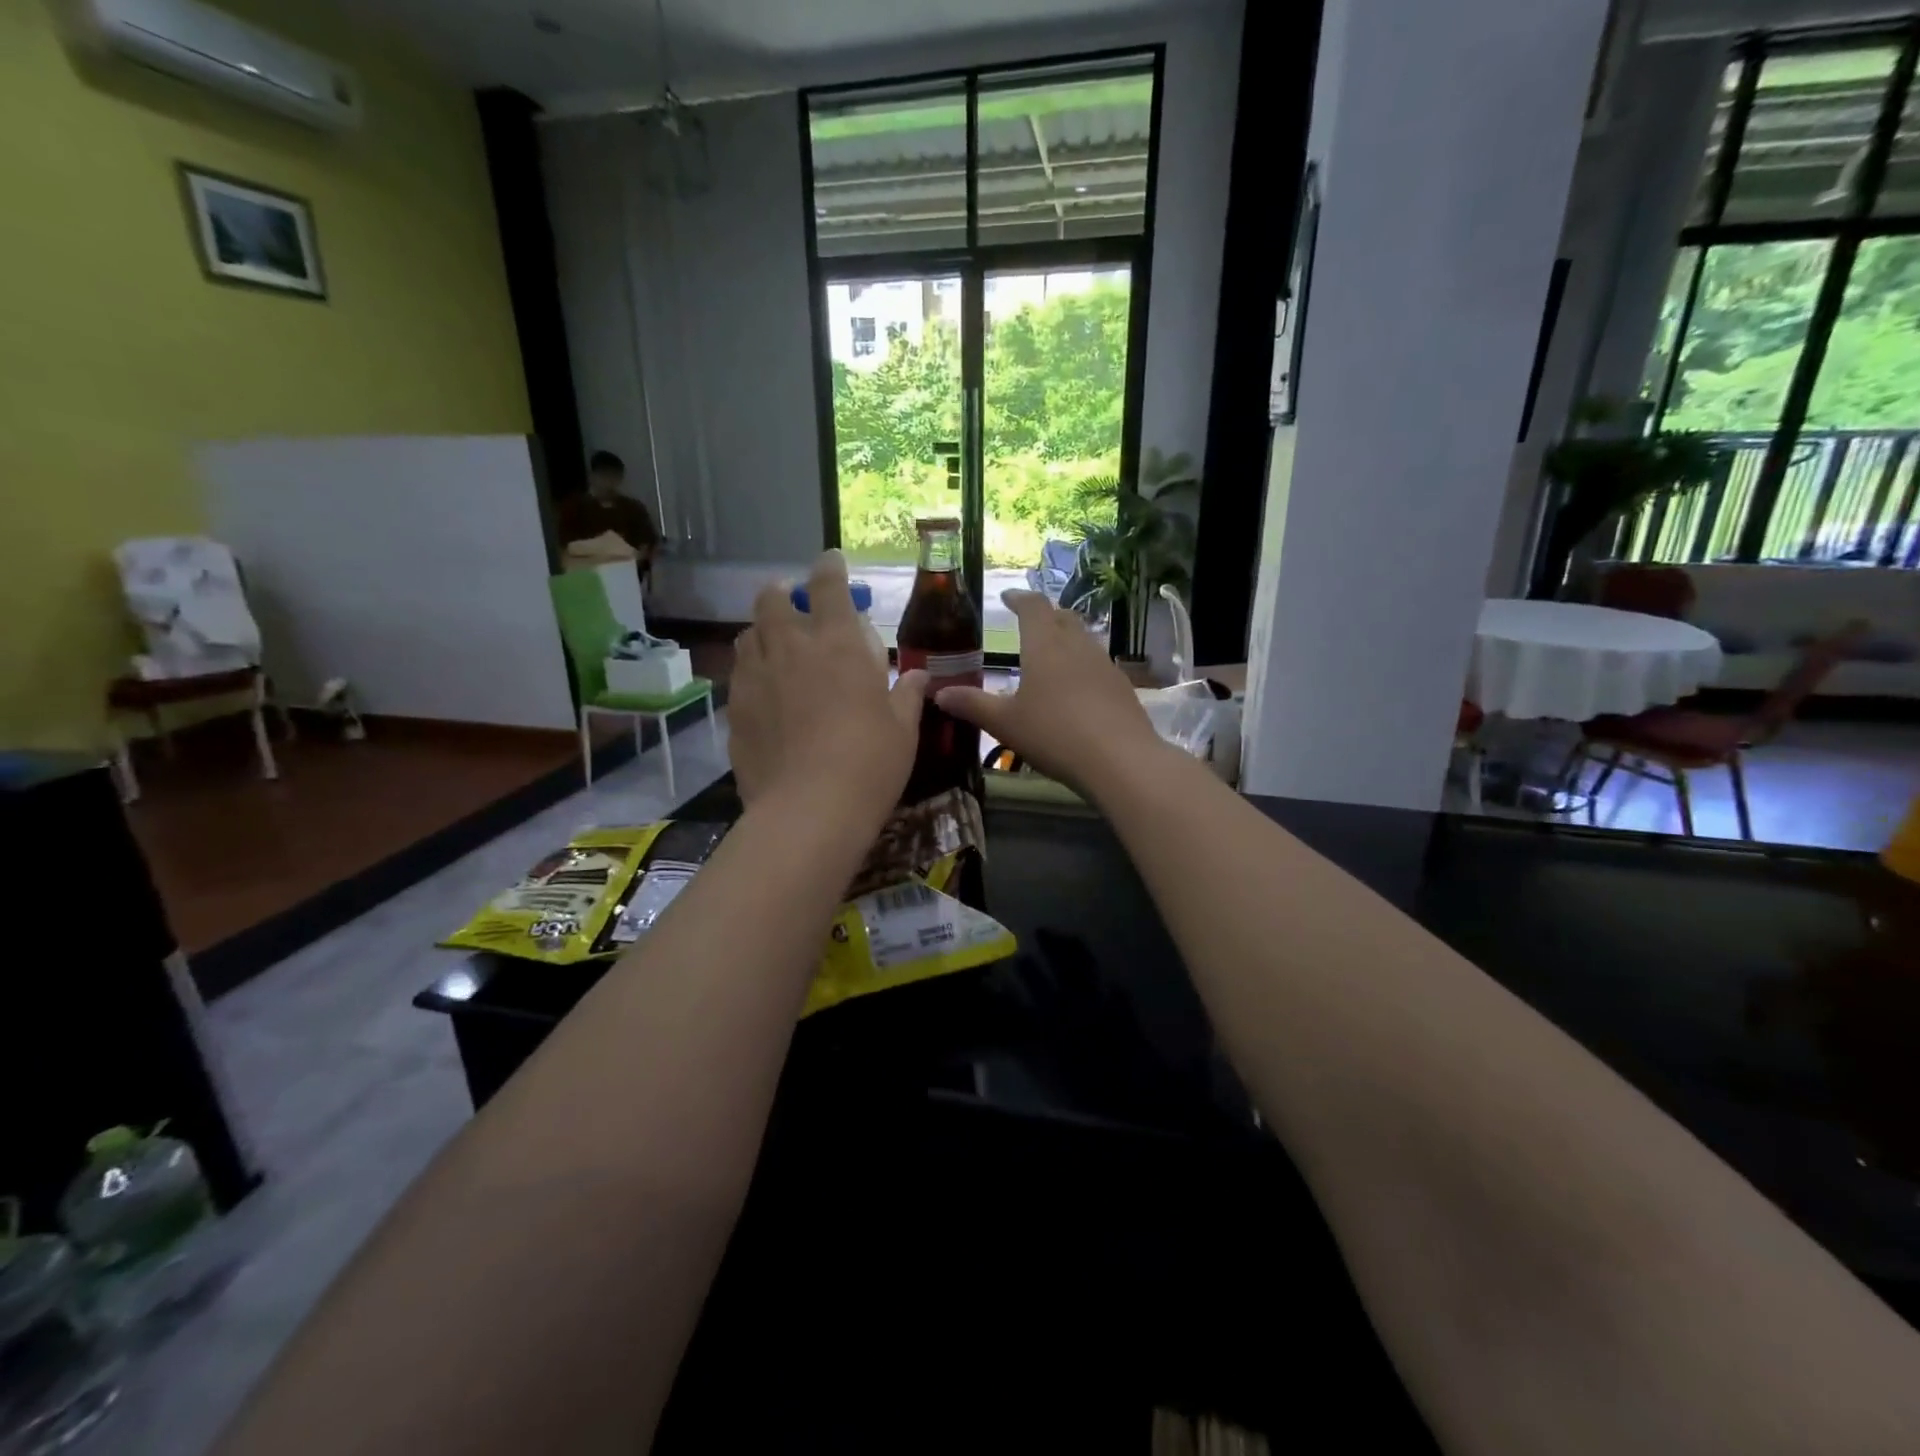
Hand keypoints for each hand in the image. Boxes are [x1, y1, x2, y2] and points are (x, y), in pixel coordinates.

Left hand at [730, 550, 926, 817]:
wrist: (809, 810)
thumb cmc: (870, 763)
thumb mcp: (902, 728)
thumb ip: (908, 694)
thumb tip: (920, 676)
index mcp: (838, 643)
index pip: (828, 585)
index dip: (829, 567)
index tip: (831, 561)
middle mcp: (791, 647)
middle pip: (772, 598)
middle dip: (783, 592)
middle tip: (796, 605)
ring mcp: (755, 677)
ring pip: (748, 634)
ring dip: (763, 631)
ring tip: (776, 647)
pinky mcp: (734, 708)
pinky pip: (738, 675)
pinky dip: (751, 672)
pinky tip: (764, 693)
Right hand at [935, 591, 1167, 801]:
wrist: (1120, 760)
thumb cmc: (1054, 734)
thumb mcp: (1005, 723)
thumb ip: (972, 705)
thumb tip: (938, 693)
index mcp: (1045, 645)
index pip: (1032, 606)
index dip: (1019, 598)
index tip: (1007, 597)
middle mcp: (1077, 645)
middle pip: (1062, 617)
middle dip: (1045, 615)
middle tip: (1029, 623)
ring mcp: (1104, 664)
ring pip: (1083, 639)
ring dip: (1066, 639)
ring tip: (1051, 655)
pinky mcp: (1122, 686)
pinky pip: (1098, 664)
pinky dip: (1082, 665)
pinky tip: (1076, 688)